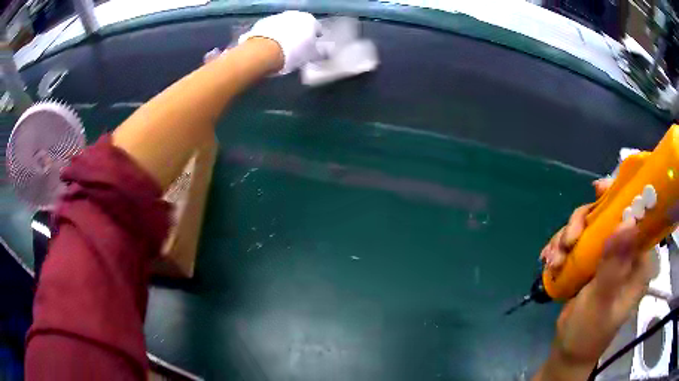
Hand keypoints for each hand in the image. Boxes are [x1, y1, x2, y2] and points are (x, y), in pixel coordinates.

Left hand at [239, 11, 320, 74]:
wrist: (264, 52)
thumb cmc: (293, 53)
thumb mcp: (311, 56)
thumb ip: (321, 52)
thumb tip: (328, 52)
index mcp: (310, 20)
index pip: (317, 29)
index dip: (315, 39)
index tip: (311, 48)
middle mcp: (295, 14)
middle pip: (299, 24)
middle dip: (299, 33)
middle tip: (296, 47)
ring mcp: (277, 16)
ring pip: (284, 25)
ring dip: (285, 32)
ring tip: (281, 46)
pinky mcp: (262, 22)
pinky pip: (270, 28)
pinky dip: (272, 34)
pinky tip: (269, 45)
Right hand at [535, 179, 652, 379]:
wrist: (569, 351)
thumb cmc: (589, 333)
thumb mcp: (602, 301)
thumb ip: (615, 266)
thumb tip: (627, 221)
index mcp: (638, 261)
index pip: (636, 217)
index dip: (620, 197)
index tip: (598, 190)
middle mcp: (625, 253)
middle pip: (607, 216)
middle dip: (582, 223)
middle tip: (567, 241)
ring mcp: (606, 257)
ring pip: (588, 227)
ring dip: (567, 238)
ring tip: (553, 261)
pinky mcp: (590, 262)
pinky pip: (576, 241)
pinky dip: (560, 247)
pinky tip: (549, 261)